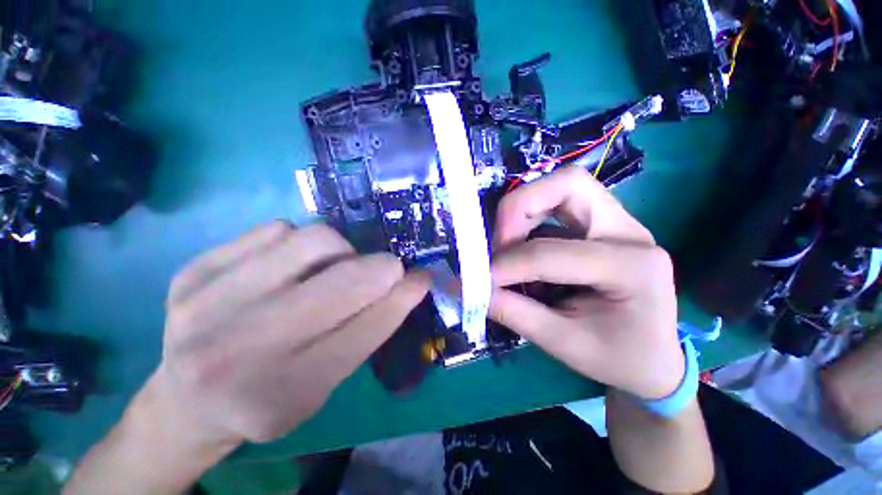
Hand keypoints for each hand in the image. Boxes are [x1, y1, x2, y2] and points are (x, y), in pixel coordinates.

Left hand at [145, 221, 427, 447]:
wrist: (185, 402)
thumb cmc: (269, 398)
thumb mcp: (326, 383)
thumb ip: (369, 330)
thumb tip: (410, 282)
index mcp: (285, 392)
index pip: (366, 327)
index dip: (402, 296)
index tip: (422, 277)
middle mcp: (242, 348)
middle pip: (345, 278)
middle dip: (381, 268)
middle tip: (385, 270)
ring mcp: (208, 303)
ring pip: (313, 239)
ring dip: (340, 250)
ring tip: (333, 268)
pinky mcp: (193, 272)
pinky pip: (275, 229)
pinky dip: (298, 242)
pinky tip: (289, 265)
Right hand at [489, 167, 683, 399]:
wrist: (653, 359)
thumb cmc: (616, 358)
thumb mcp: (562, 343)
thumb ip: (513, 312)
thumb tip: (471, 288)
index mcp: (632, 267)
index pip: (552, 251)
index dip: (508, 263)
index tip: (481, 279)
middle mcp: (629, 231)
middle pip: (568, 184)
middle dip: (519, 208)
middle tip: (498, 243)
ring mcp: (617, 222)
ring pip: (562, 187)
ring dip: (523, 211)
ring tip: (507, 246)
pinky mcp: (601, 225)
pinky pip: (557, 205)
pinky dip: (529, 221)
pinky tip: (522, 250)